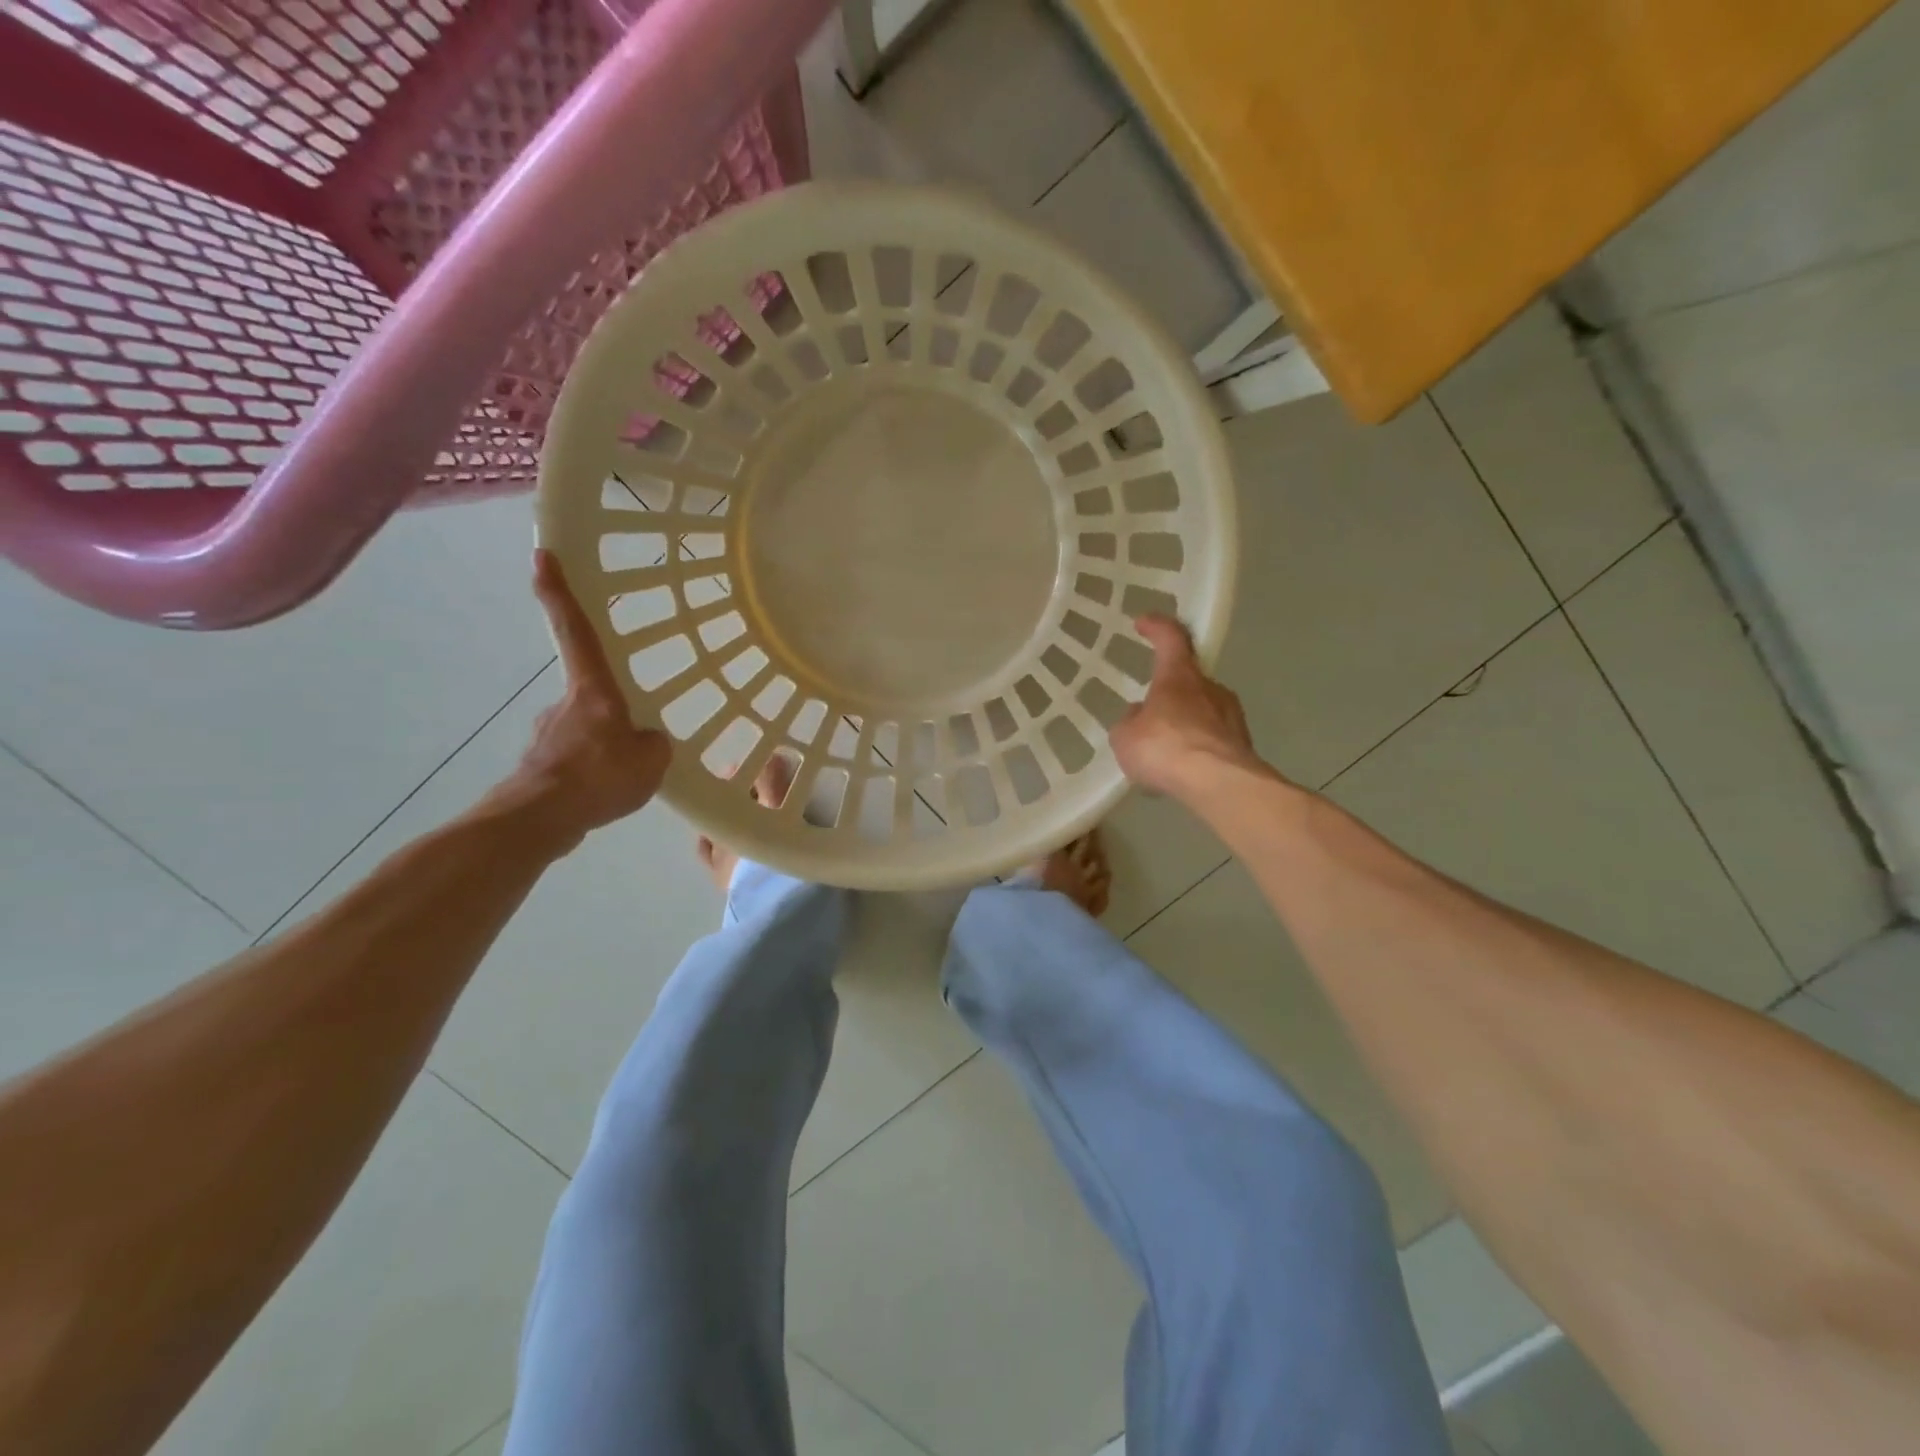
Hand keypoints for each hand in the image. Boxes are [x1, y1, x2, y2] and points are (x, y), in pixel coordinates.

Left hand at [493, 550, 671, 849]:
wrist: (540, 821)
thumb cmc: (598, 776)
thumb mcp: (652, 760)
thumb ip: (653, 743)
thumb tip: (645, 743)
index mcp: (593, 691)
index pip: (576, 631)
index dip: (559, 593)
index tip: (543, 556)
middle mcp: (564, 704)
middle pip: (589, 692)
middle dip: (609, 709)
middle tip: (633, 736)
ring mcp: (547, 735)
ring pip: (584, 731)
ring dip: (603, 747)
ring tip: (625, 777)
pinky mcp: (540, 767)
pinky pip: (576, 761)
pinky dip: (592, 772)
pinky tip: (606, 795)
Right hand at [1110, 616, 1266, 799]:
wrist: (1218, 784)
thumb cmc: (1165, 748)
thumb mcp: (1126, 736)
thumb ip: (1130, 722)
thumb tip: (1138, 715)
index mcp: (1179, 676)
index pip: (1171, 638)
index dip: (1157, 627)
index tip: (1143, 622)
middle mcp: (1210, 688)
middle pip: (1189, 678)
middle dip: (1170, 691)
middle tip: (1150, 710)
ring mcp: (1232, 716)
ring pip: (1203, 710)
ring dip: (1185, 722)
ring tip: (1165, 747)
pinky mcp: (1242, 745)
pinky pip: (1213, 738)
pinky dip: (1197, 747)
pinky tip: (1183, 768)